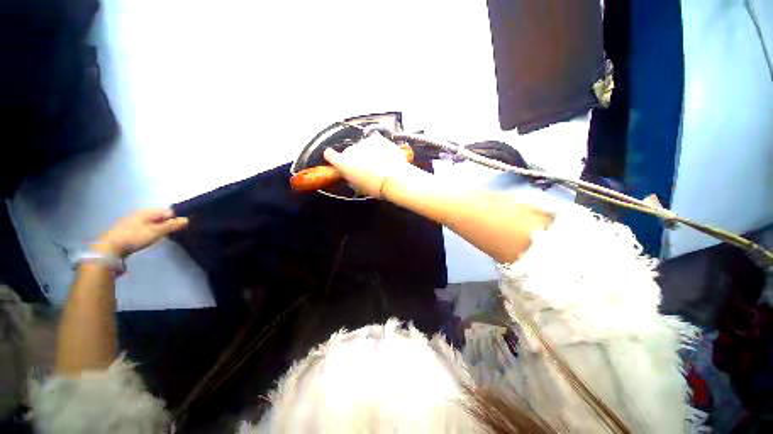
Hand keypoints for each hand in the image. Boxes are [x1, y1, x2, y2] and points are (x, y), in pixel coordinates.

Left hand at [92, 208, 188, 257]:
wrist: (109, 248)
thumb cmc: (134, 237)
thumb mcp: (156, 231)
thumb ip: (172, 225)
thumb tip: (187, 219)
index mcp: (148, 211)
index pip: (169, 211)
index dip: (176, 219)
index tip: (181, 228)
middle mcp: (141, 213)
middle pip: (161, 216)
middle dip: (168, 223)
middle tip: (173, 233)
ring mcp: (134, 220)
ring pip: (153, 222)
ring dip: (160, 228)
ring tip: (162, 237)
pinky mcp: (129, 228)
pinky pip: (146, 227)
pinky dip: (151, 231)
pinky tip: (151, 238)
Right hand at [323, 132, 414, 197]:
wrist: (395, 178)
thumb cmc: (377, 187)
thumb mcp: (359, 188)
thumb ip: (351, 178)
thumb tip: (352, 176)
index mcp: (343, 163)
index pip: (329, 155)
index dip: (332, 157)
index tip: (334, 158)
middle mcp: (351, 150)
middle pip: (349, 152)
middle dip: (355, 158)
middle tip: (365, 168)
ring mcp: (364, 143)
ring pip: (363, 146)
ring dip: (367, 152)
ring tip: (378, 164)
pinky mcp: (377, 139)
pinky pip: (375, 142)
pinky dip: (378, 147)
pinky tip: (384, 156)